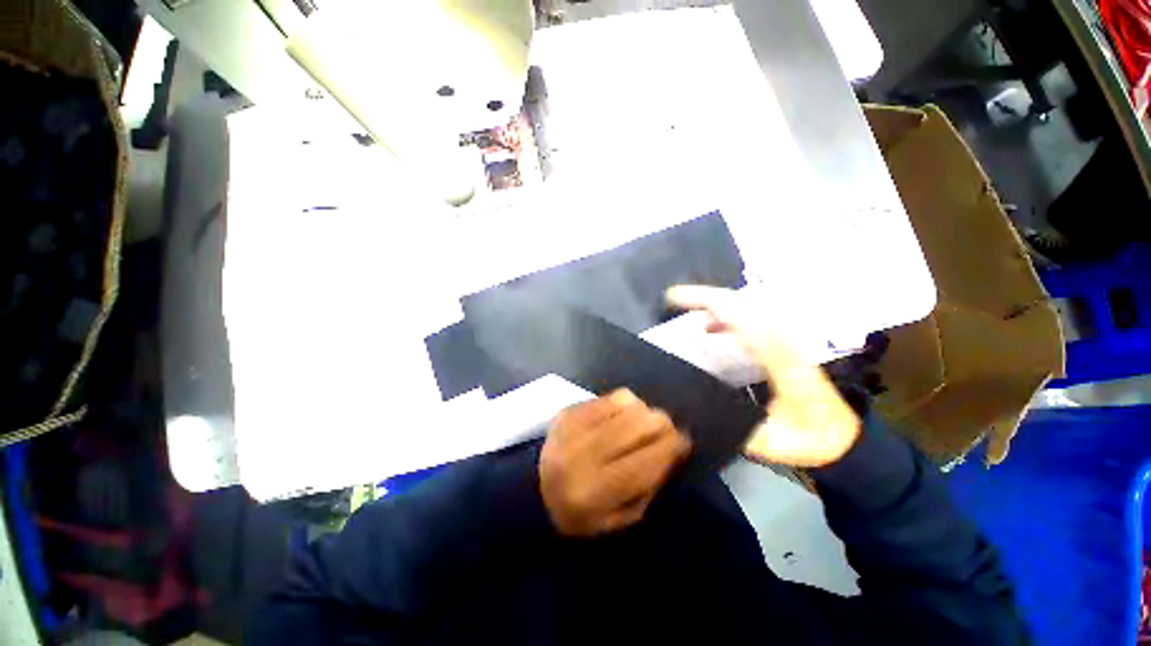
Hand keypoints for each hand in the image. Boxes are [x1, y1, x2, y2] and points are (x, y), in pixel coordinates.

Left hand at [540, 389, 691, 536]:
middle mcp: (583, 454)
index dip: (672, 447)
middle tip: (665, 431)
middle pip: (638, 424)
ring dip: (642, 412)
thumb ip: (648, 487)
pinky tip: (621, 416)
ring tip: (639, 424)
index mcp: (596, 491)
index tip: (685, 442)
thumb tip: (672, 451)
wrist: (533, 489)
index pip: (646, 461)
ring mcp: (573, 426)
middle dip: (662, 424)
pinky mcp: (569, 410)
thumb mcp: (618, 520)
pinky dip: (624, 404)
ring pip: (627, 403)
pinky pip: (609, 397)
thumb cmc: (580, 514)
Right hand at [666, 285, 860, 467]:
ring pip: (747, 306)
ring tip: (686, 310)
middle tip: (673, 298)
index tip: (675, 299)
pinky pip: (751, 317)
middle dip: (705, 296)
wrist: (841, 436)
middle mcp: (784, 340)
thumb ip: (734, 425)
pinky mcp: (781, 342)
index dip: (708, 303)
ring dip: (714, 303)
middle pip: (743, 303)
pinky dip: (726, 315)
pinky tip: (710, 327)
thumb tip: (693, 409)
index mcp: (781, 360)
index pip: (742, 318)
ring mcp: (785, 338)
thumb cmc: (807, 439)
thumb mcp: (770, 442)